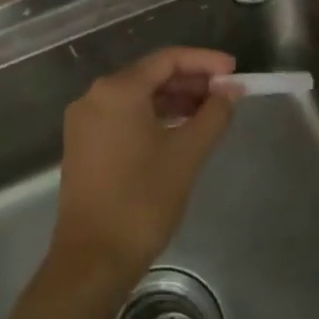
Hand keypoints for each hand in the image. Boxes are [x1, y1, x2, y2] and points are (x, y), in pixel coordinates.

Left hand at [53, 46, 238, 284]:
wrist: (93, 259)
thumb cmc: (143, 199)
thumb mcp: (187, 153)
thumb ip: (214, 114)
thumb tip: (231, 90)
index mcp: (117, 90)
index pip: (167, 59)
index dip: (205, 61)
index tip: (234, 70)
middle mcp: (95, 96)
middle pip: (151, 75)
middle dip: (191, 81)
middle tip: (227, 93)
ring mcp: (85, 122)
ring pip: (138, 97)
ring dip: (175, 100)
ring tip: (210, 112)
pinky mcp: (83, 145)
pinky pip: (124, 116)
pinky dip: (154, 117)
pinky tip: (180, 130)